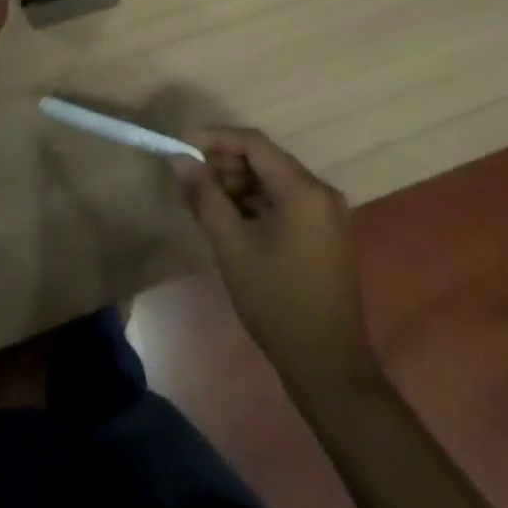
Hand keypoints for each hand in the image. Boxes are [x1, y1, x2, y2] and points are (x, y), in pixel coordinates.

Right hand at [173, 128, 376, 393]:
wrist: (328, 369)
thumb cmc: (277, 303)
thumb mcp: (232, 246)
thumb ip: (205, 196)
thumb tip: (180, 158)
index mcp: (303, 189)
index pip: (253, 142)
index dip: (215, 139)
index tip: (182, 147)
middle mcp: (320, 191)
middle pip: (264, 159)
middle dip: (224, 164)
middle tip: (190, 182)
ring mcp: (326, 213)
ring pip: (272, 180)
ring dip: (237, 184)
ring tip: (203, 203)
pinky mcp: (325, 233)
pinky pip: (284, 201)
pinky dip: (255, 202)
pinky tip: (229, 220)